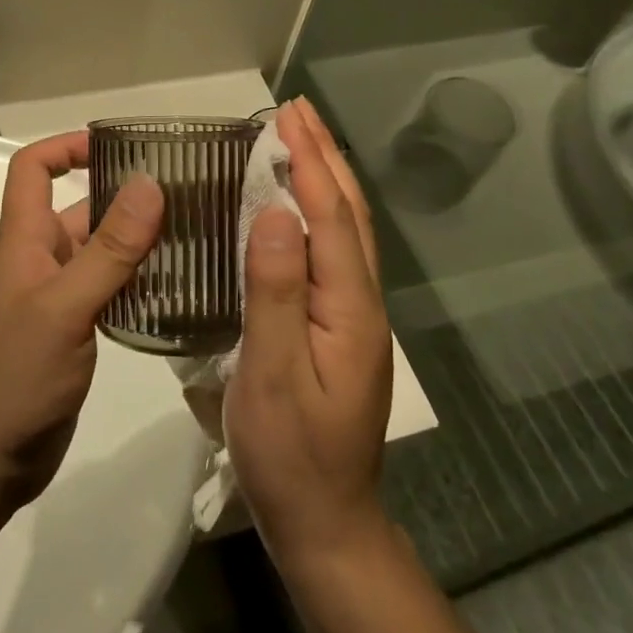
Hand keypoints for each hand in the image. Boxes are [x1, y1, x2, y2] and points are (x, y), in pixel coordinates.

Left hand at [0, 132, 162, 505]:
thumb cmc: (17, 375)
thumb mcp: (66, 307)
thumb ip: (109, 249)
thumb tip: (149, 184)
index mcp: (25, 239)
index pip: (32, 169)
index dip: (66, 146)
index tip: (117, 145)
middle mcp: (39, 258)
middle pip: (78, 207)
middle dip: (123, 195)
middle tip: (183, 193)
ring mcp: (56, 295)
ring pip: (98, 249)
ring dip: (136, 239)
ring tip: (192, 233)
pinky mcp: (72, 327)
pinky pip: (107, 286)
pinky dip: (136, 278)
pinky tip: (176, 285)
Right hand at [226, 98, 392, 568]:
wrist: (327, 523)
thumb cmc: (290, 452)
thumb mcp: (270, 373)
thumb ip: (275, 291)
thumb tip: (275, 211)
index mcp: (349, 306)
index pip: (331, 215)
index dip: (310, 161)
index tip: (288, 115)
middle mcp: (362, 300)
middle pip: (349, 212)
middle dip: (324, 155)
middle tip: (296, 109)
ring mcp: (355, 315)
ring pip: (347, 229)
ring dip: (326, 176)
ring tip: (300, 139)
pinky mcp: (340, 327)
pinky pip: (333, 251)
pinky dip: (319, 210)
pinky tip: (297, 207)